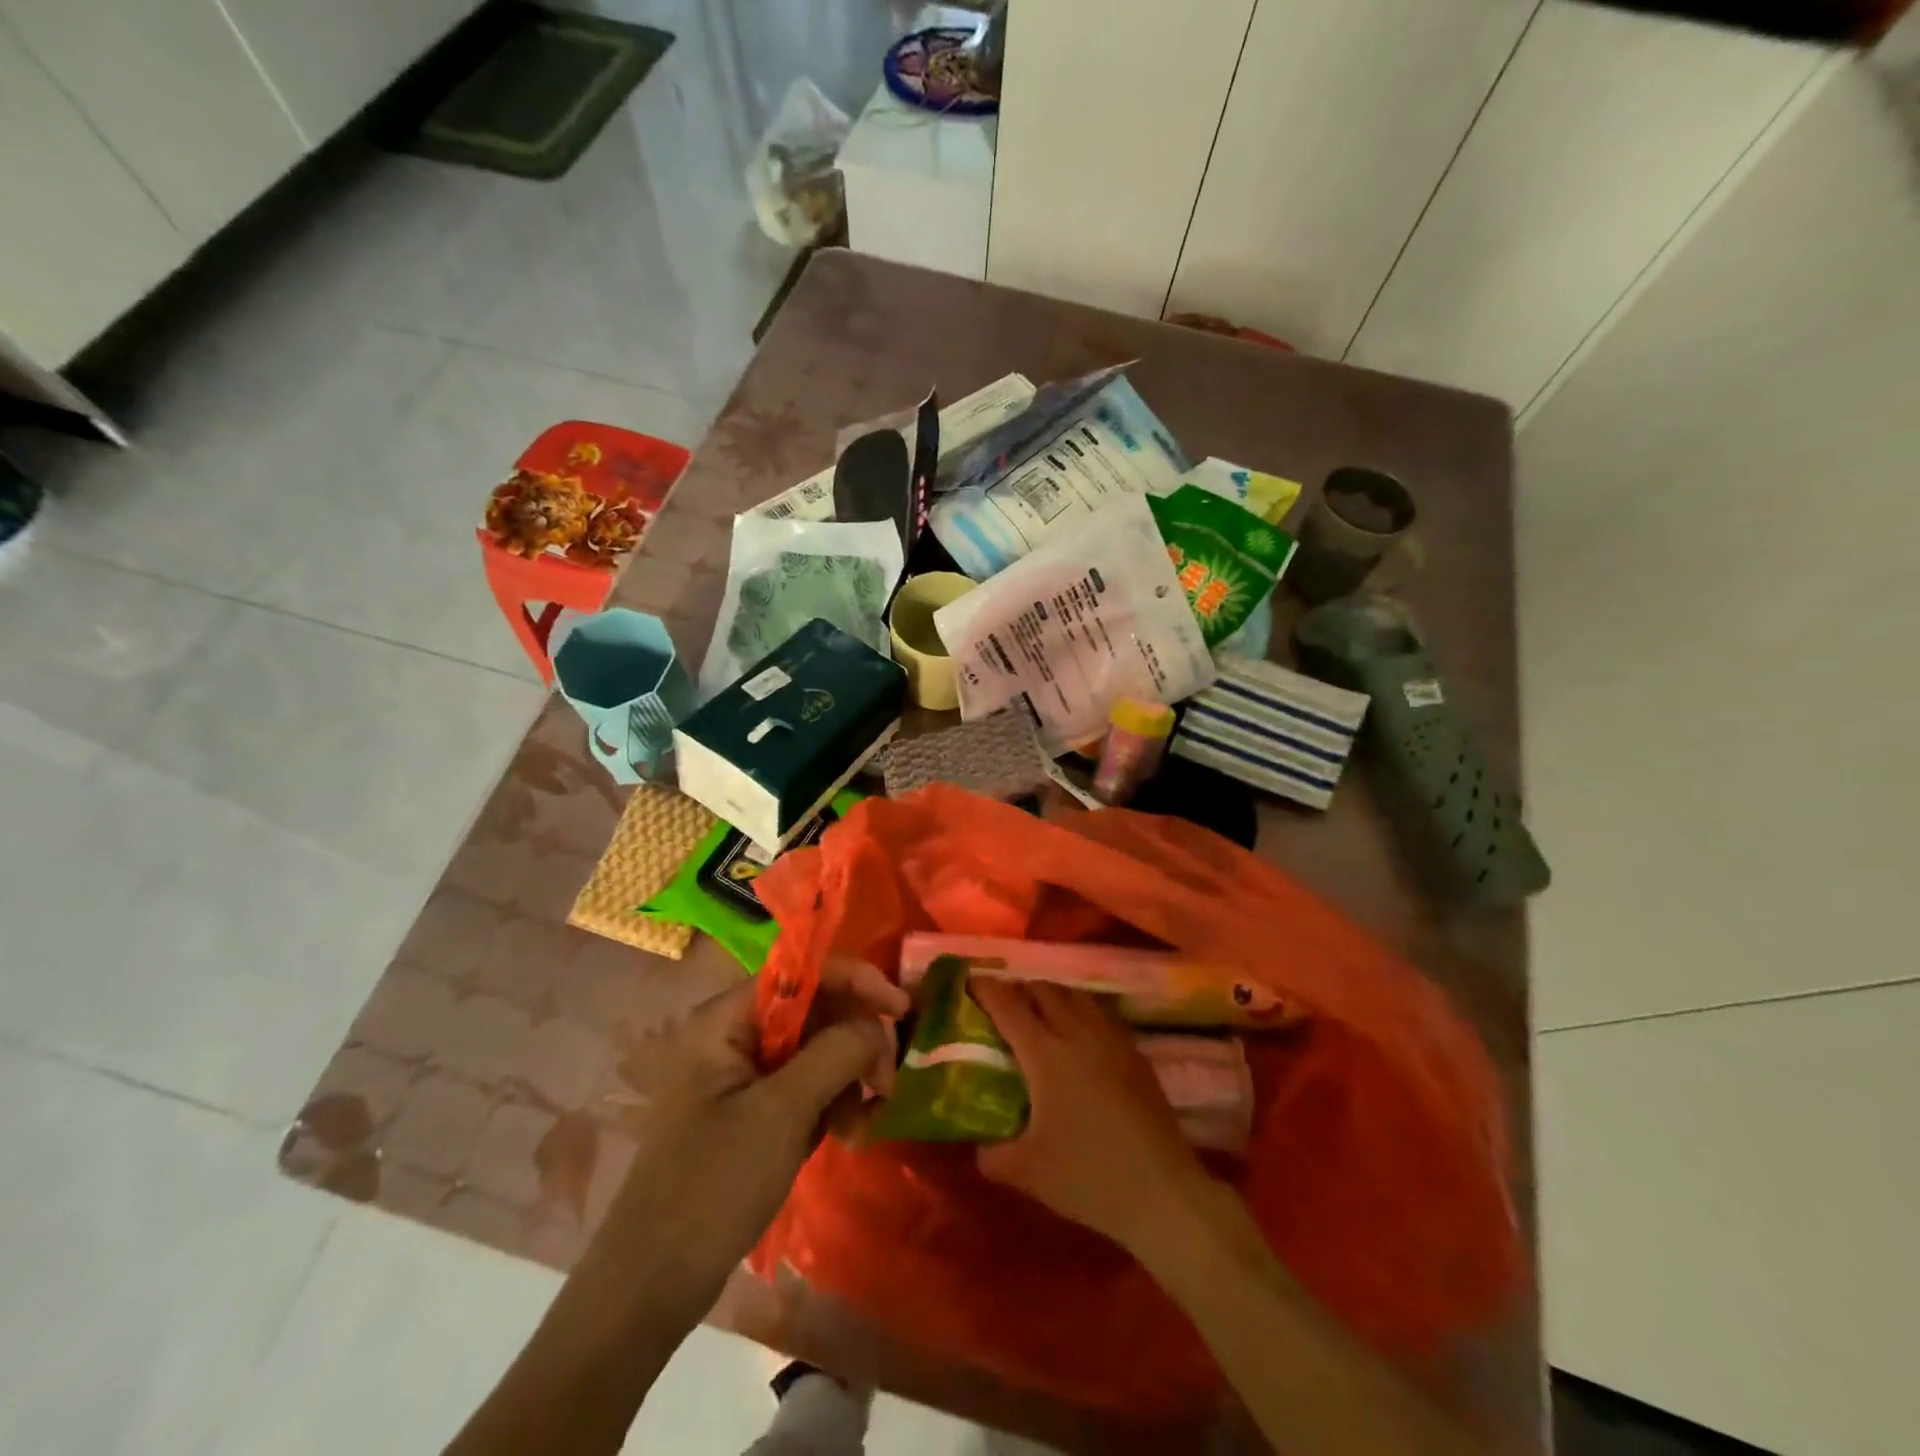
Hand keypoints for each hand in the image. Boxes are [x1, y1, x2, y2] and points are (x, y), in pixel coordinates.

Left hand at [589, 962, 906, 1326]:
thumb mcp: (780, 1114)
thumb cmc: (711, 1188)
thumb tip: (878, 1022)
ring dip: (849, 1077)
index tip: (901, 1010)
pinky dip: (834, 1102)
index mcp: (725, 1020)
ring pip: (818, 1049)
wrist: (652, 1287)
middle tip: (885, 1084)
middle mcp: (735, 1035)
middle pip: (815, 1010)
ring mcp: (745, 1075)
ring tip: (862, 1124)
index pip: (801, 974)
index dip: (855, 980)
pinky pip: (808, 1085)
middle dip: (856, 1040)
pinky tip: (847, 1135)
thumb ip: (834, 1053)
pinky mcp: (755, 1110)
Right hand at [971, 981, 1211, 1251]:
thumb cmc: (1088, 1177)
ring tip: (1042, 1011)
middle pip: (1045, 991)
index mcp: (1045, 1054)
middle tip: (1005, 1002)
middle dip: (1021, 988)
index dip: (987, 989)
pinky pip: (1103, 1016)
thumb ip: (994, 1155)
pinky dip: (1083, 1012)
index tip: (972, 982)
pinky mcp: (1136, 1055)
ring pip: (1078, 996)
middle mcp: (1077, 1034)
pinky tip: (1082, 1036)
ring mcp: (1112, 1041)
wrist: (1162, 1192)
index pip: (1009, 1007)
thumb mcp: (1027, 1172)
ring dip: (1054, 995)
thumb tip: (979, 1147)